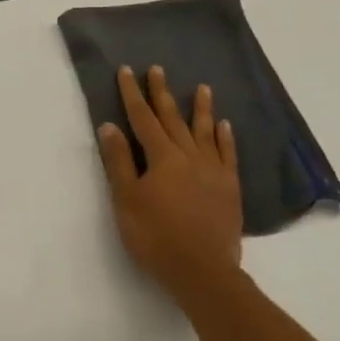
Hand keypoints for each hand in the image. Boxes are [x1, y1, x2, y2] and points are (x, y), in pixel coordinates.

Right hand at [96, 65, 243, 299]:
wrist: (202, 271)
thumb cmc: (155, 236)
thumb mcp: (126, 199)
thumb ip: (118, 161)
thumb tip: (110, 126)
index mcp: (161, 157)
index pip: (142, 118)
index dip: (132, 94)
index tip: (127, 71)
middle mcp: (189, 156)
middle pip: (172, 118)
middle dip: (162, 93)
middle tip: (158, 69)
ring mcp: (213, 171)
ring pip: (204, 131)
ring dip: (201, 108)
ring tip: (203, 88)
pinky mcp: (229, 188)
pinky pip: (228, 154)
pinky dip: (224, 138)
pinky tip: (224, 126)